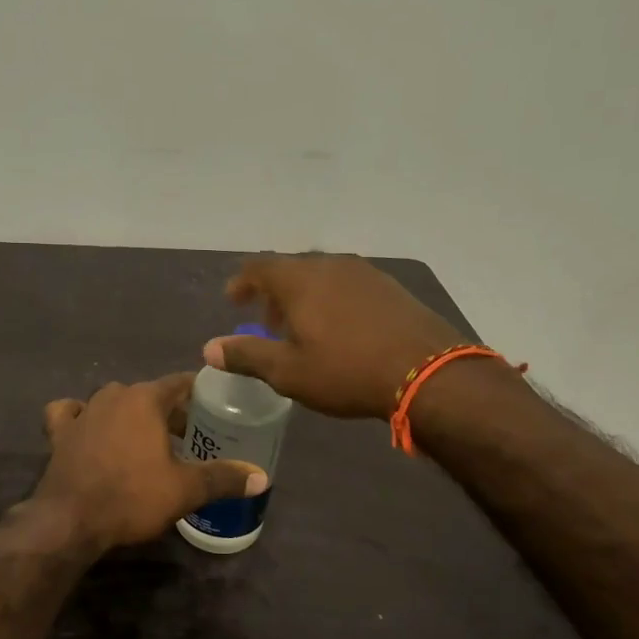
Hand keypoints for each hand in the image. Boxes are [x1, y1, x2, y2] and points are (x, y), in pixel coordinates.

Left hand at [33, 374, 266, 551]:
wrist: (70, 520)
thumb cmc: (132, 496)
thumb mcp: (185, 490)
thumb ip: (223, 478)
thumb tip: (262, 477)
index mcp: (145, 399)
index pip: (179, 382)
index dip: (198, 392)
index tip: (213, 404)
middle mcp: (113, 396)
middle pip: (148, 394)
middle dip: (168, 411)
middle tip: (188, 435)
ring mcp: (83, 412)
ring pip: (112, 402)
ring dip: (130, 415)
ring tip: (146, 440)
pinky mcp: (59, 433)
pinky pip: (70, 414)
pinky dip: (80, 417)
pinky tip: (87, 430)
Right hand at [202, 254, 466, 419]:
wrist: (428, 373)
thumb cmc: (346, 371)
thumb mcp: (288, 371)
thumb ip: (246, 355)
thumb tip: (209, 348)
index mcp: (300, 279)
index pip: (259, 267)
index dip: (242, 282)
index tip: (234, 301)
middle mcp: (331, 265)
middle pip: (291, 269)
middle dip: (274, 294)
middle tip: (269, 324)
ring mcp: (365, 273)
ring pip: (322, 276)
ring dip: (304, 297)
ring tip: (304, 329)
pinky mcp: (391, 288)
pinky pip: (348, 285)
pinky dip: (332, 300)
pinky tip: (341, 330)